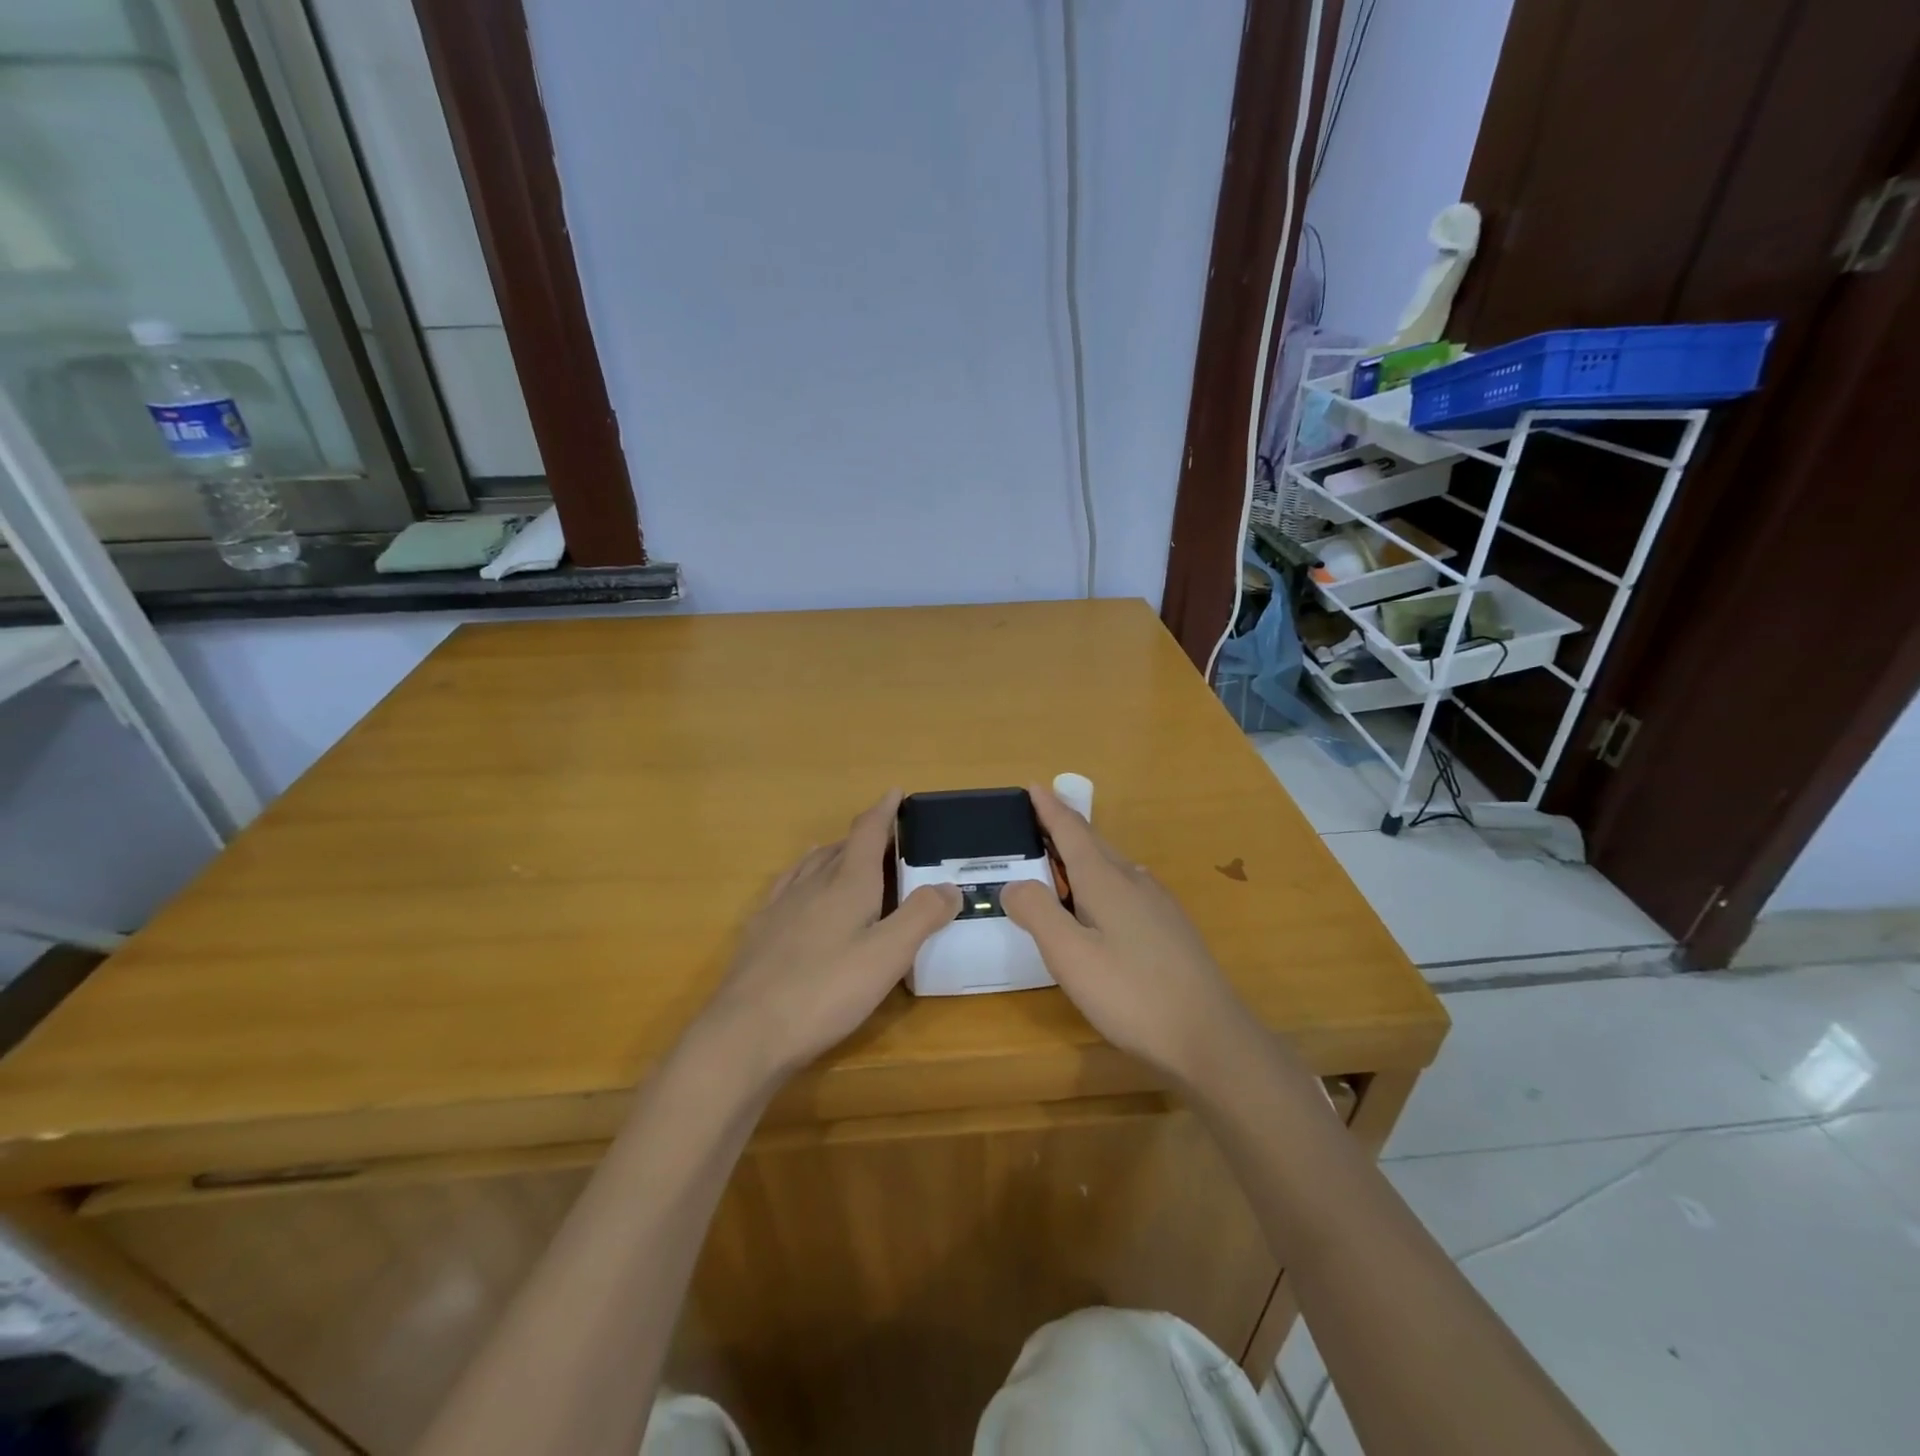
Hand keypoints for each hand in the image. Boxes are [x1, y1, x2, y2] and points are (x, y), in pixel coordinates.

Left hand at [698, 791, 959, 1081]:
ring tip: (843, 854)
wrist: (745, 1033)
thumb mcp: (887, 956)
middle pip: (839, 847)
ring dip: (832, 853)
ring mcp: (780, 907)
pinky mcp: (760, 932)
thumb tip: (949, 885)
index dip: (883, 811)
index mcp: (847, 884)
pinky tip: (798, 890)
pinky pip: (786, 887)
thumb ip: (921, 917)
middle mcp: (812, 885)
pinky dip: (802, 876)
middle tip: (885, 838)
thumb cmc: (825, 992)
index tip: (894, 792)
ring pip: (810, 865)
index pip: (867, 833)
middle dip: (863, 836)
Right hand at [1001, 785, 1252, 1083]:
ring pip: (1116, 866)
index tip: (1035, 786)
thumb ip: (1038, 914)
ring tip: (1065, 859)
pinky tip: (1106, 902)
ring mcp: (1159, 905)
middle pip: (1095, 844)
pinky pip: (1130, 887)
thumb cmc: (1131, 994)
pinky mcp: (1173, 929)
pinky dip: (1105, 880)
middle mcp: (1135, 882)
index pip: (1072, 832)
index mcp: (1106, 882)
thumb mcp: (1070, 957)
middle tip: (1040, 818)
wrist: (1210, 1037)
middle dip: (1066, 827)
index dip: (1050, 810)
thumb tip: (1015, 884)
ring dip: (1086, 854)